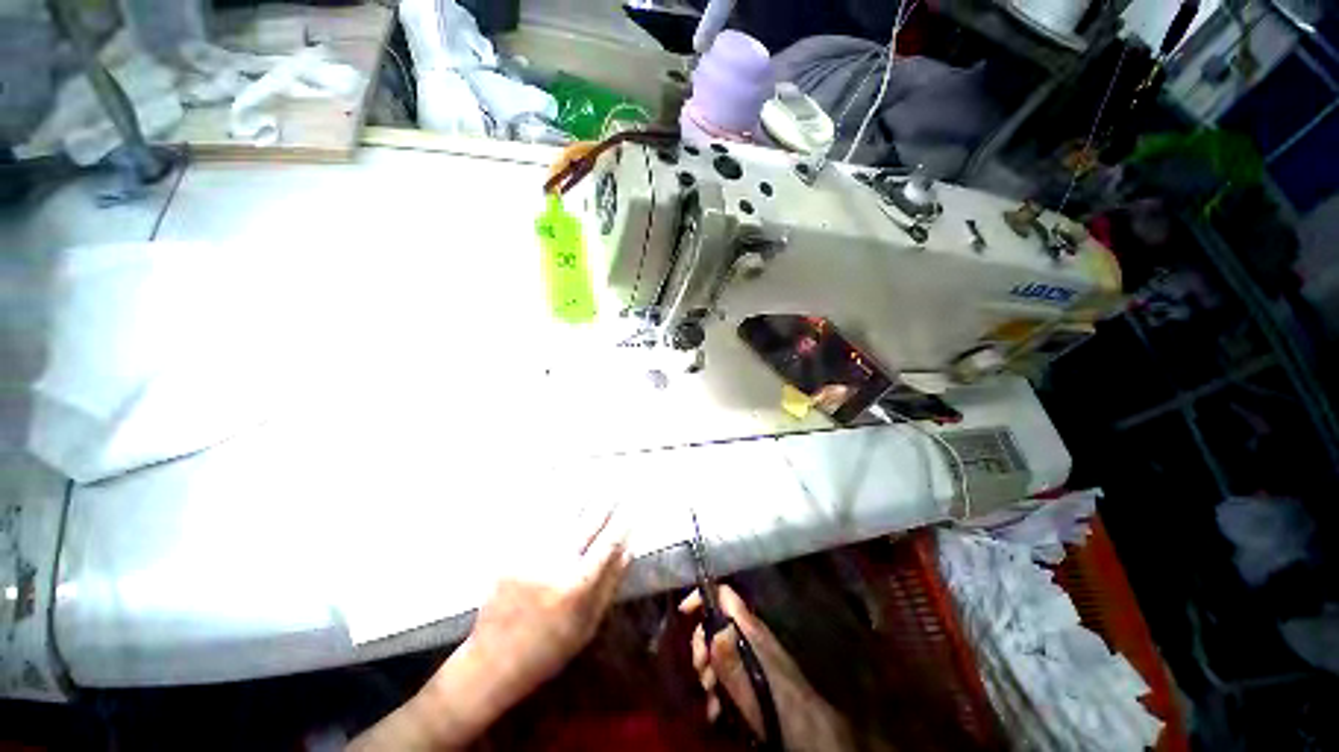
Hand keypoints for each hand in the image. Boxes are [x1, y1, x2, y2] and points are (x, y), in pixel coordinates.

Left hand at [463, 505, 630, 710]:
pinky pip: (537, 524)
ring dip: (581, 498)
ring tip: (593, 484)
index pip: (608, 543)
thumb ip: (609, 585)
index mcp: (578, 585)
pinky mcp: (513, 553)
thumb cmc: (548, 650)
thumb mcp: (587, 625)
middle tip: (616, 487)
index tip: (632, 508)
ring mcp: (532, 555)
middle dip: (604, 503)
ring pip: (562, 517)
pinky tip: (561, 494)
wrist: (492, 662)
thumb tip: (628, 549)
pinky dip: (552, 507)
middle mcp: (556, 563)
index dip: (622, 523)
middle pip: (587, 523)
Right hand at [680, 585, 852, 751]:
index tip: (684, 613)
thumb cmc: (780, 704)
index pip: (723, 594)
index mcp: (749, 628)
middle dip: (702, 647)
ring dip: (709, 674)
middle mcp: (749, 636)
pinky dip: (718, 688)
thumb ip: (730, 657)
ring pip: (719, 652)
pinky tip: (717, 710)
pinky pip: (728, 672)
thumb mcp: (751, 684)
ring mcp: (752, 656)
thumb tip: (711, 628)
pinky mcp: (754, 676)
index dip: (702, 596)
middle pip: (715, 625)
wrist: (811, 731)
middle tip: (702, 675)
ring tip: (711, 700)